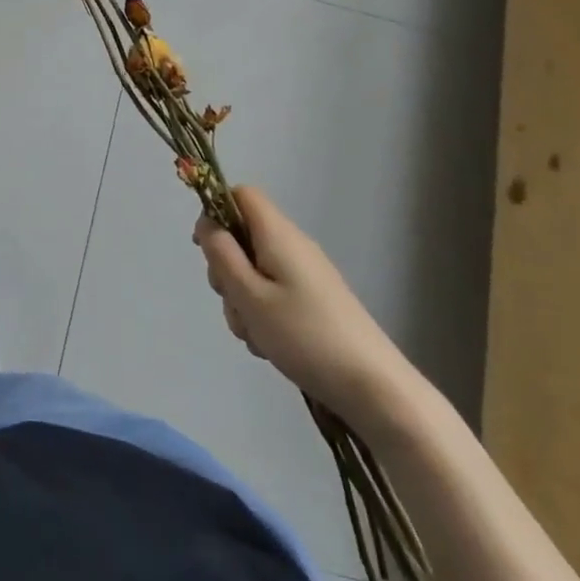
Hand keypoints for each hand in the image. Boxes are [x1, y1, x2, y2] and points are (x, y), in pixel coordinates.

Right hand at [194, 186, 406, 423]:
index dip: (216, 212)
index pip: (241, 194)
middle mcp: (293, 245)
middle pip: (244, 237)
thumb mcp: (250, 295)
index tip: (206, 249)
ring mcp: (306, 274)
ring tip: (256, 335)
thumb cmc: (304, 336)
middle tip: (233, 302)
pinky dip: (263, 314)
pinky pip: (273, 294)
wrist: (373, 386)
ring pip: (255, 271)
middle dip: (227, 269)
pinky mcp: (314, 300)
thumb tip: (206, 223)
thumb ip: (222, 255)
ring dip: (243, 300)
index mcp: (278, 234)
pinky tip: (271, 345)